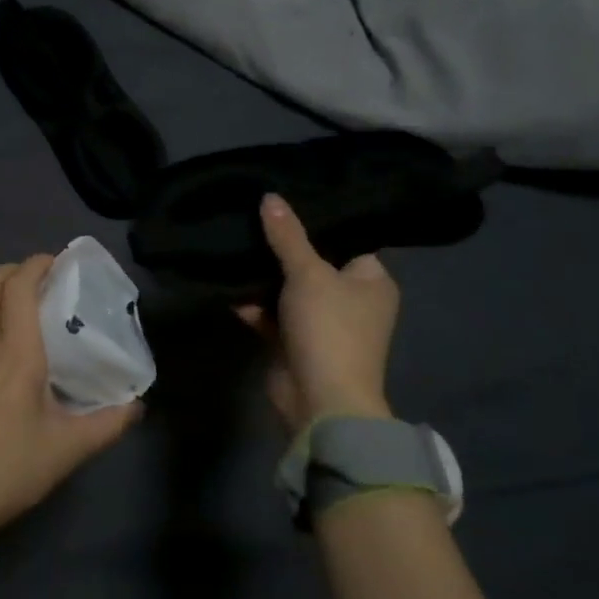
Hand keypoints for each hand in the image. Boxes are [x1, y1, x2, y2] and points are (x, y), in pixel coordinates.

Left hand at [0, 255, 141, 549]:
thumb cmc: (8, 470)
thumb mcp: (67, 450)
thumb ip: (108, 424)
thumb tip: (139, 406)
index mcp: (16, 354)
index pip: (19, 286)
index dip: (37, 264)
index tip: (58, 264)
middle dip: (12, 270)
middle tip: (37, 283)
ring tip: (9, 305)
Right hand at [237, 194, 399, 435]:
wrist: (320, 401)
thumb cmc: (329, 328)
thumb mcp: (309, 273)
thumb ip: (288, 236)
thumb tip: (270, 196)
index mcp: (371, 281)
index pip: (347, 240)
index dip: (318, 221)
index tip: (287, 198)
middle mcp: (351, 300)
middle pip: (313, 263)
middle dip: (282, 247)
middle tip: (252, 215)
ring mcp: (322, 324)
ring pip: (288, 290)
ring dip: (263, 276)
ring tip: (234, 240)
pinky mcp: (294, 343)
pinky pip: (272, 315)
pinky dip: (253, 304)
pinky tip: (226, 283)